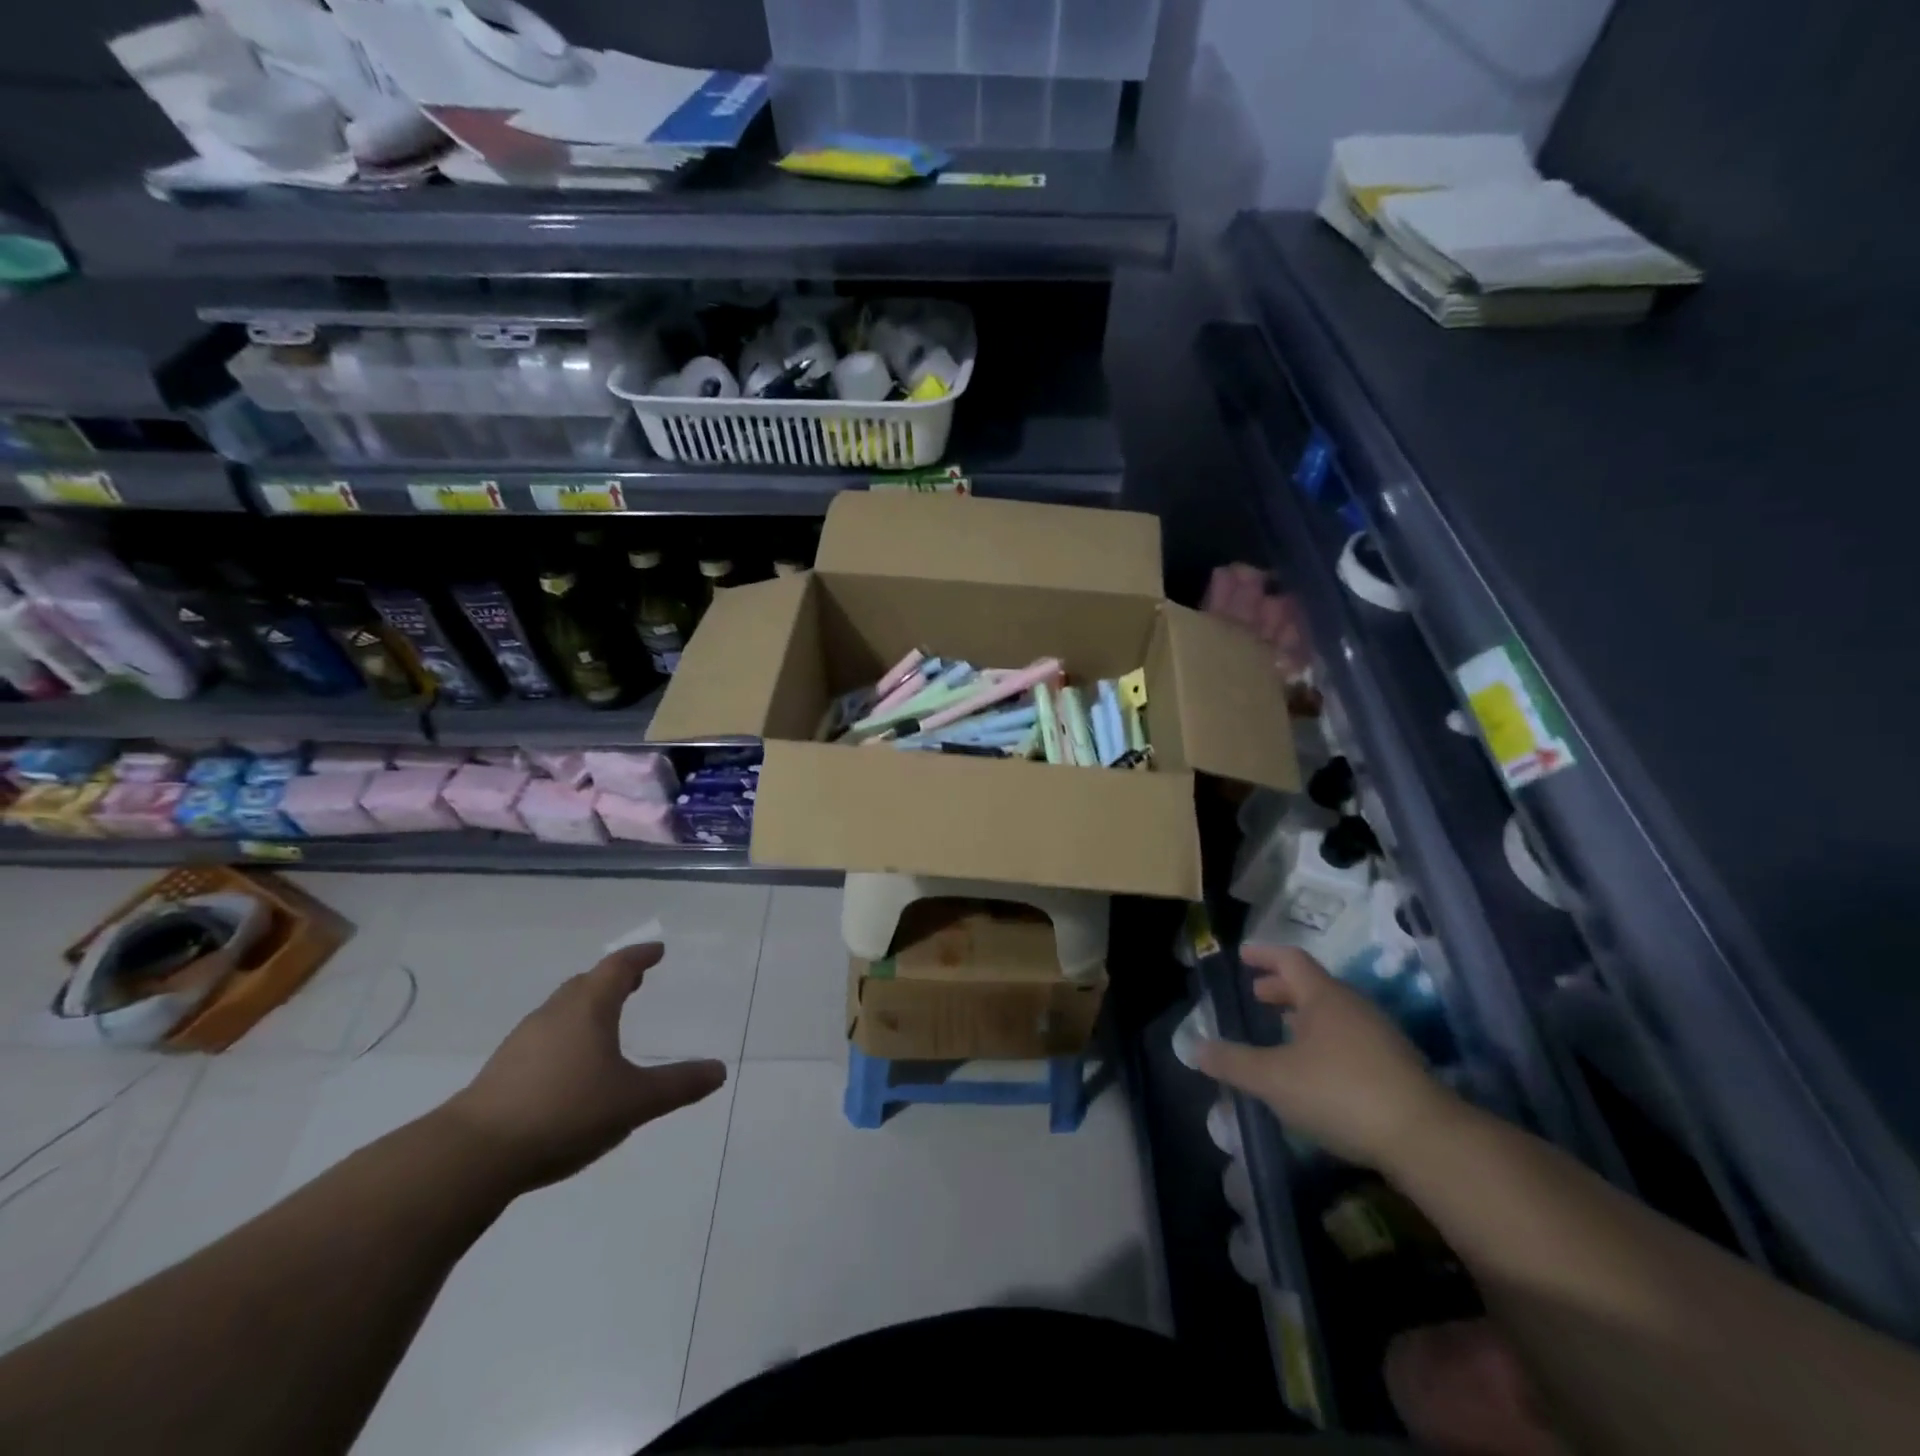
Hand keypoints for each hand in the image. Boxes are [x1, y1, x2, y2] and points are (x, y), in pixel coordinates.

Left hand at [438, 944, 726, 1191]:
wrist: (472, 1155)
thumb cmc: (565, 1112)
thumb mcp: (634, 1102)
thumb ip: (678, 1085)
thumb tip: (719, 1070)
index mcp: (589, 1009)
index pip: (618, 967)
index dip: (640, 956)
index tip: (657, 951)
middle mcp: (555, 1014)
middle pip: (586, 983)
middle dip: (612, 979)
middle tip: (634, 982)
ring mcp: (523, 1042)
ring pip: (562, 1009)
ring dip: (587, 1006)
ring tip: (606, 1021)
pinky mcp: (502, 1071)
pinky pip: (544, 1036)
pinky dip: (566, 1034)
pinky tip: (570, 1065)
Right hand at [1197, 944, 1459, 1170]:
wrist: (1426, 1139)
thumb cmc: (1341, 1092)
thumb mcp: (1274, 1079)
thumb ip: (1233, 1062)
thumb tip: (1194, 1048)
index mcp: (1324, 997)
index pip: (1290, 959)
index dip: (1264, 954)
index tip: (1242, 955)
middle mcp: (1353, 1007)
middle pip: (1313, 985)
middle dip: (1281, 988)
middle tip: (1257, 995)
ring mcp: (1379, 1036)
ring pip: (1333, 1013)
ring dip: (1303, 1016)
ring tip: (1281, 1032)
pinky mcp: (1395, 1067)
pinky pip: (1349, 1038)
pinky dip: (1323, 1040)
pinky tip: (1314, 1069)